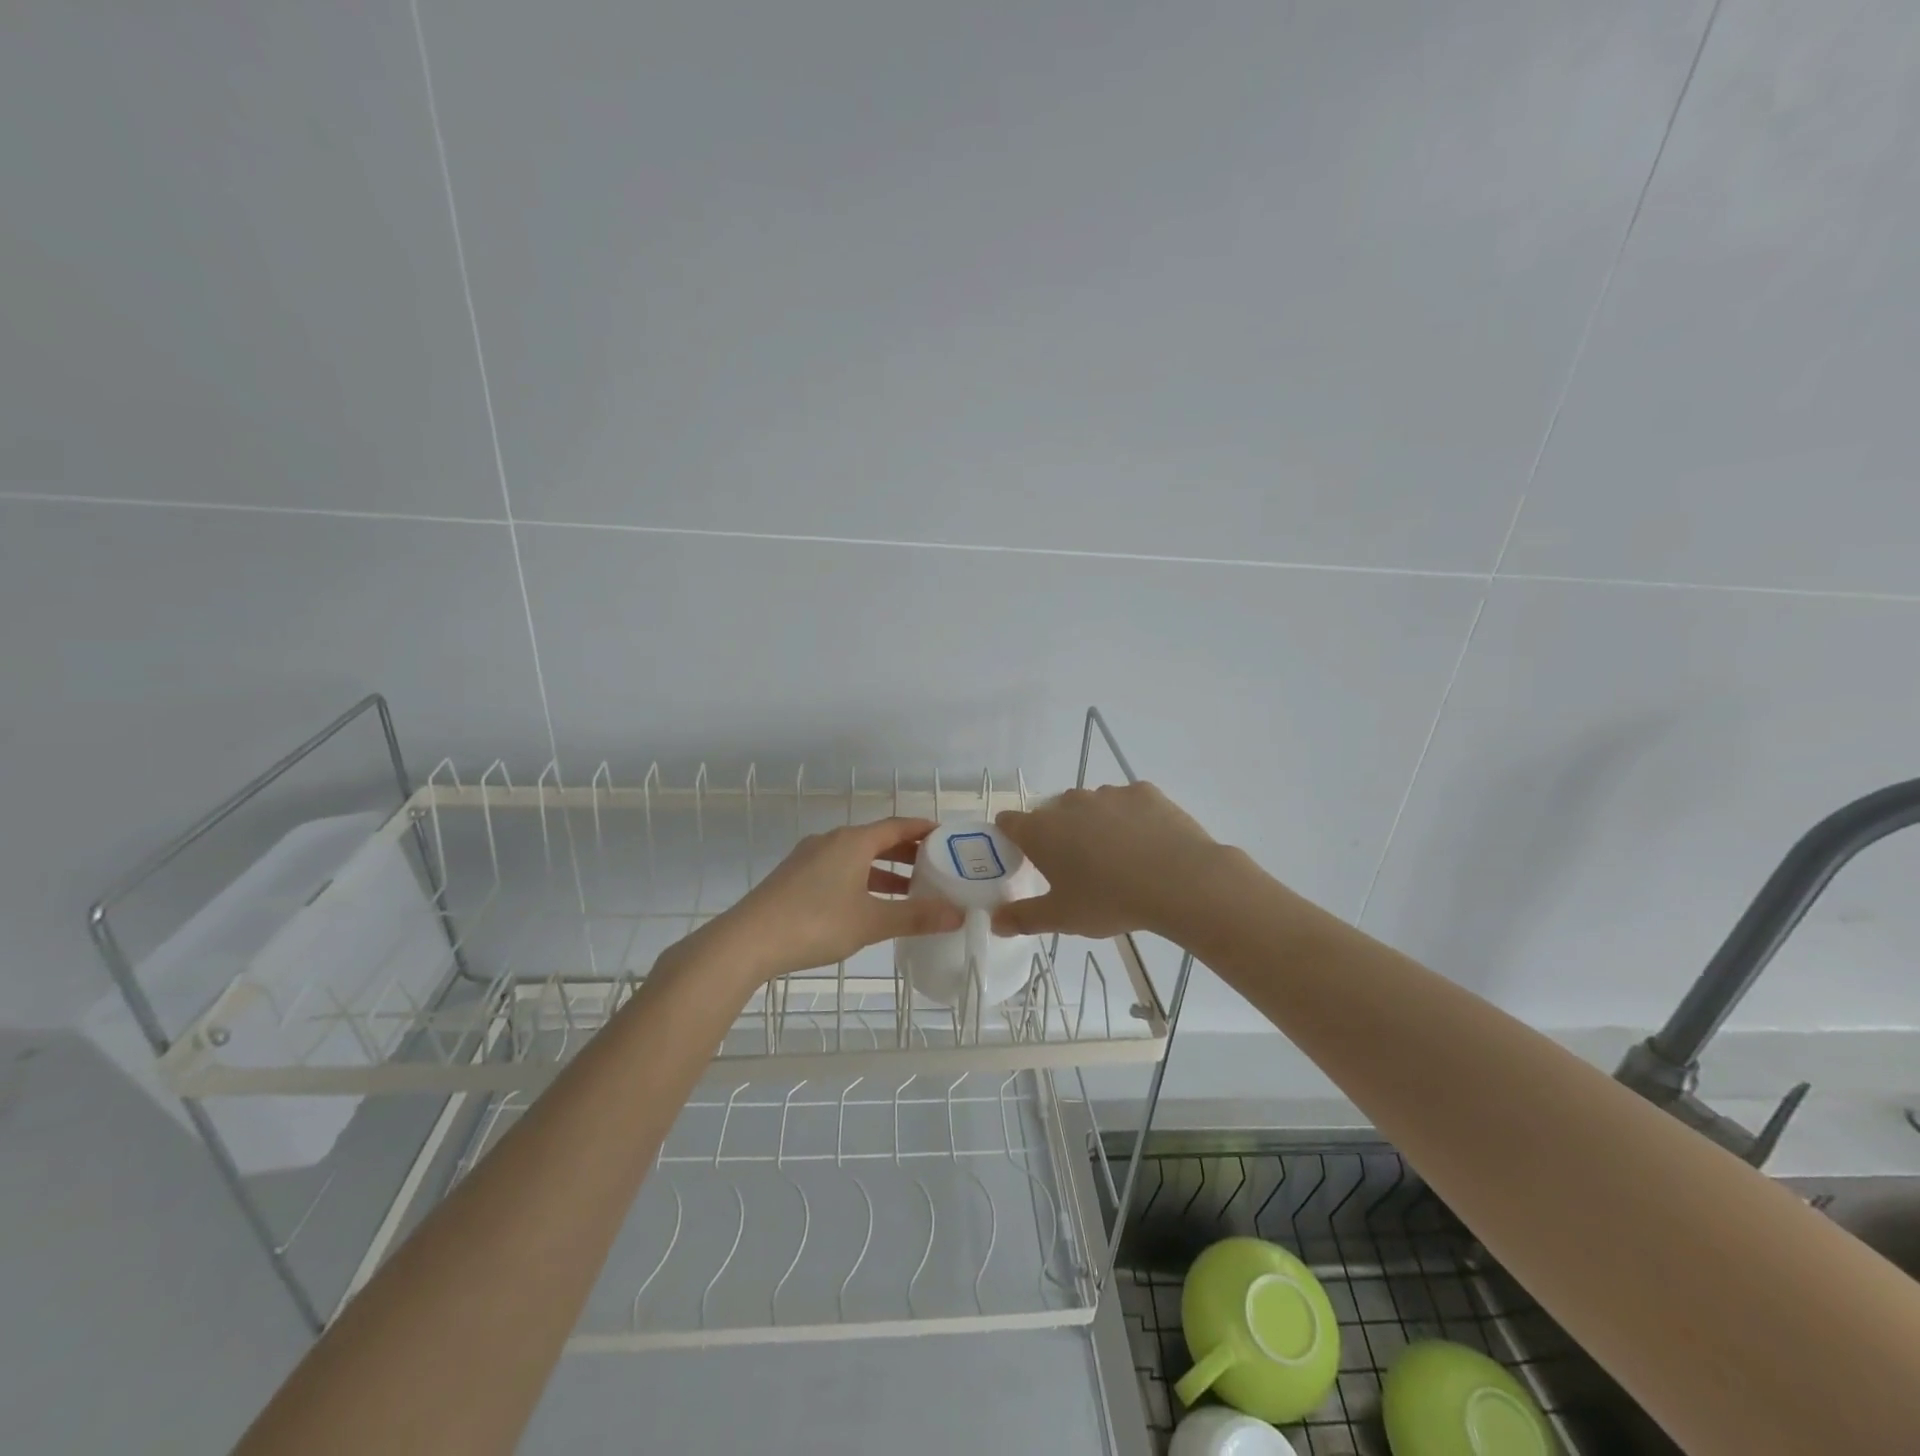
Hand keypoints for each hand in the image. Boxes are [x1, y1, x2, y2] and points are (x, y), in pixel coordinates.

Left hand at [709, 818, 964, 982]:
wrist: (748, 940)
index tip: (946, 837)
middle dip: (906, 853)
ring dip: (883, 870)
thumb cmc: (816, 922)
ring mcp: (809, 858)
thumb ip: (916, 916)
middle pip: (877, 840)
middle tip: (934, 867)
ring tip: (907, 891)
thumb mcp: (871, 921)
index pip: (898, 826)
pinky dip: (860, 879)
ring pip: (856, 857)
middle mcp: (832, 841)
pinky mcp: (794, 877)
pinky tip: (866, 905)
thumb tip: (957, 914)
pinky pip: (838, 869)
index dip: (923, 830)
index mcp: (853, 841)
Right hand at [990, 783, 1220, 939]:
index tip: (1024, 857)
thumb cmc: (1110, 900)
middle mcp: (1068, 803)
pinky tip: (1146, 844)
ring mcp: (1107, 793)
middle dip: (1059, 834)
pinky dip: (1129, 819)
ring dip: (1094, 824)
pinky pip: (1126, 803)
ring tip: (1117, 859)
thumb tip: (994, 922)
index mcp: (1041, 831)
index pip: (1010, 822)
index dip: (1012, 837)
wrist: (1179, 881)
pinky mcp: (1143, 791)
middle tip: (1077, 868)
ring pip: (1090, 806)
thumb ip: (1023, 918)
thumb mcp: (1062, 918)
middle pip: (1052, 813)